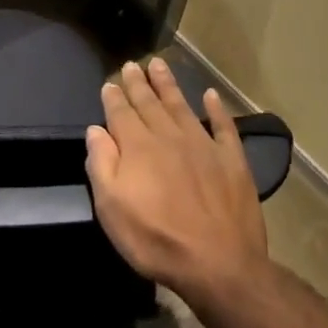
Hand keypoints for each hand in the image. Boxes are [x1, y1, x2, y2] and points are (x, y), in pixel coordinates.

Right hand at [85, 57, 268, 306]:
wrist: (218, 262)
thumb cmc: (155, 238)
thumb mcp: (111, 207)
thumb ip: (101, 163)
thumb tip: (96, 129)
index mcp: (138, 146)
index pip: (121, 113)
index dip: (114, 97)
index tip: (110, 82)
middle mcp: (169, 136)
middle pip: (150, 103)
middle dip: (138, 83)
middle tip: (132, 64)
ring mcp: (203, 145)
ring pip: (181, 106)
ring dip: (169, 85)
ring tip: (160, 65)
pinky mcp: (232, 160)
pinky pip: (224, 126)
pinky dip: (217, 109)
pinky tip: (211, 96)